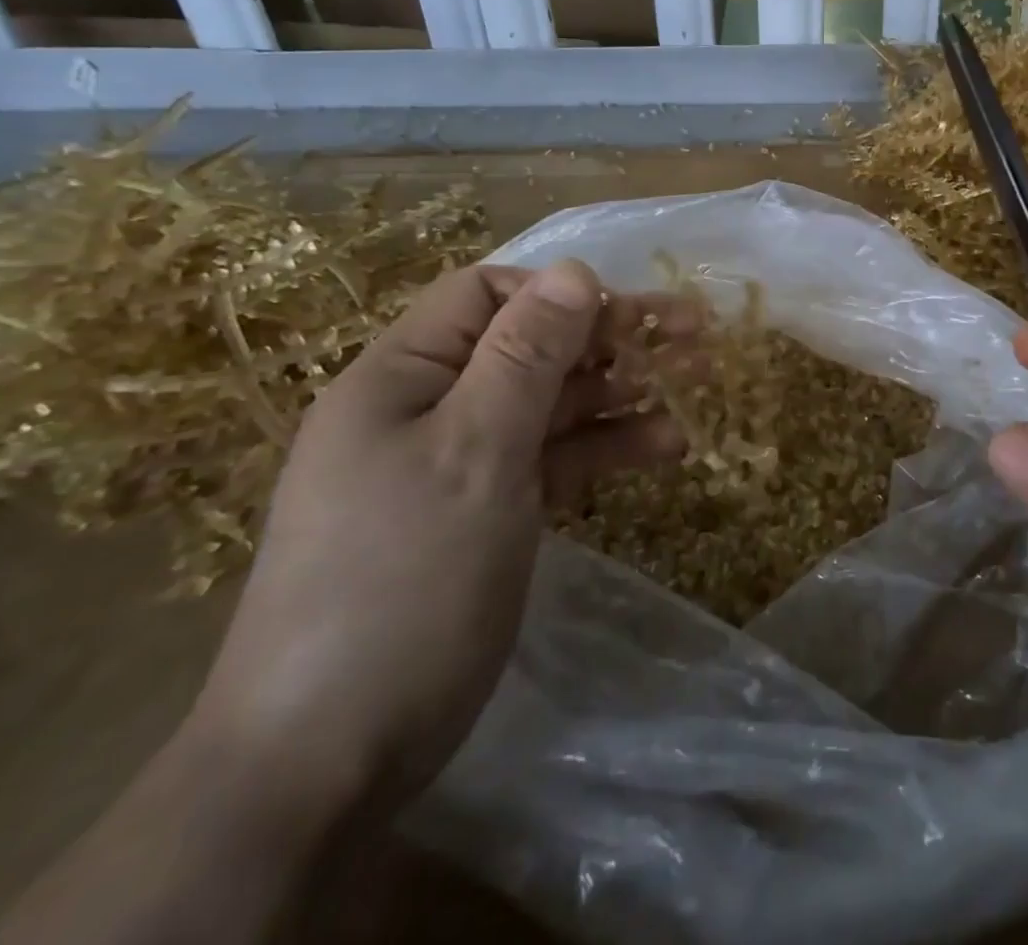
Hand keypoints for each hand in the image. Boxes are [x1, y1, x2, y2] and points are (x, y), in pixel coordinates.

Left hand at [187, 260, 694, 811]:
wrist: (331, 758)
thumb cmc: (404, 579)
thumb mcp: (474, 451)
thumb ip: (526, 355)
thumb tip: (575, 270)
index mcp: (403, 375)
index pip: (485, 295)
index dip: (558, 293)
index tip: (627, 315)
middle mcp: (429, 407)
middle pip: (530, 346)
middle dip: (611, 338)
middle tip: (695, 337)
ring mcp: (459, 463)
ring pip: (551, 403)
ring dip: (621, 393)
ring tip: (696, 388)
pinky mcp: (487, 512)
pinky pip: (553, 458)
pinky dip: (606, 447)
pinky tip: (665, 447)